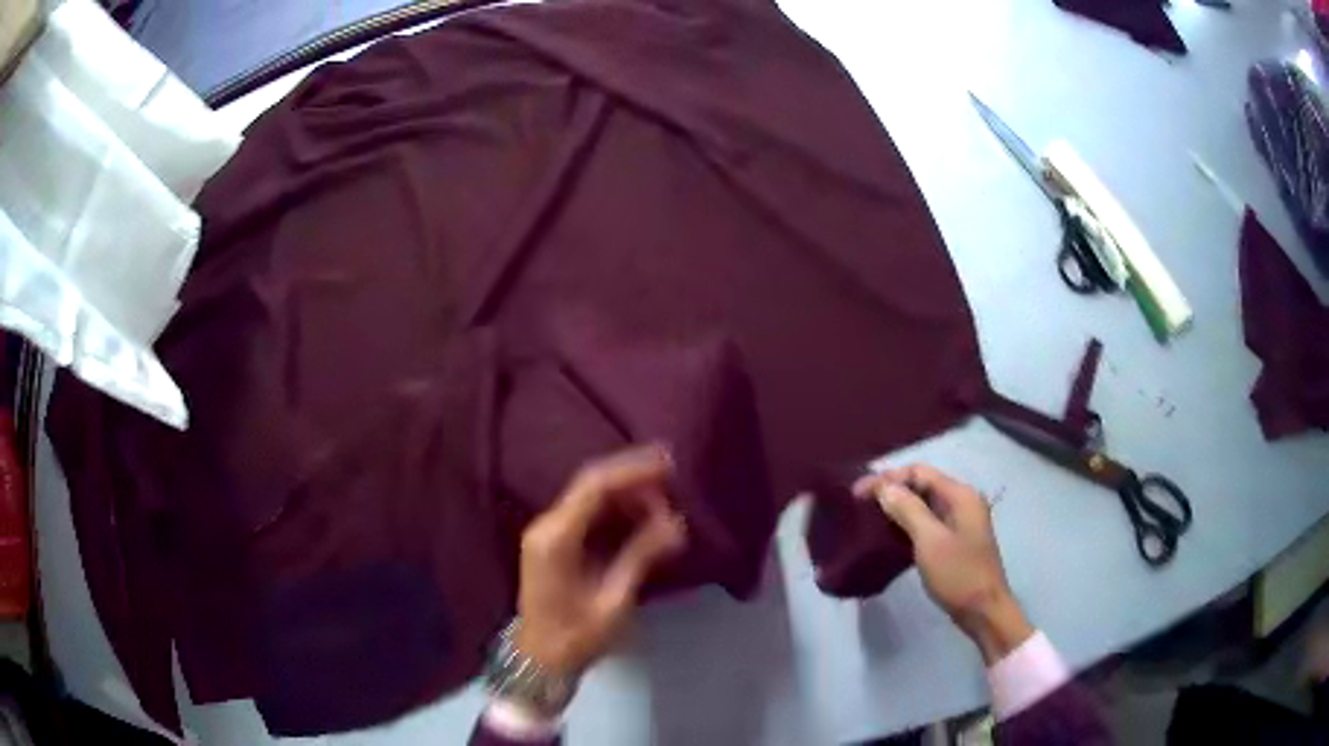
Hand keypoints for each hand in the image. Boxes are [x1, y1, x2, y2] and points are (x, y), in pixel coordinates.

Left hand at [516, 445, 687, 678]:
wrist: (540, 660)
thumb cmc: (576, 636)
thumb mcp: (613, 600)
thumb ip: (641, 556)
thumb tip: (677, 524)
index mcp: (556, 537)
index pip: (594, 486)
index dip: (632, 470)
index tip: (669, 463)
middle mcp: (547, 525)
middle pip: (590, 485)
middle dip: (632, 477)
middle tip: (673, 479)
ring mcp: (547, 532)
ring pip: (590, 497)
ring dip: (627, 493)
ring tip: (665, 501)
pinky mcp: (554, 543)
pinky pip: (587, 513)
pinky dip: (616, 510)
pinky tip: (642, 516)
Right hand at [854, 464, 1032, 663]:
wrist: (983, 611)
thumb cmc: (959, 574)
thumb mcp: (930, 541)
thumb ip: (908, 510)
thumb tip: (883, 487)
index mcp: (960, 495)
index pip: (919, 472)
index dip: (888, 478)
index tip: (858, 493)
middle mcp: (962, 501)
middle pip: (922, 484)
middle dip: (892, 489)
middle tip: (860, 502)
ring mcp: (960, 522)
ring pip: (924, 504)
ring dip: (898, 506)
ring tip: (870, 515)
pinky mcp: (955, 540)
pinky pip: (927, 521)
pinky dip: (907, 523)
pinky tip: (890, 533)